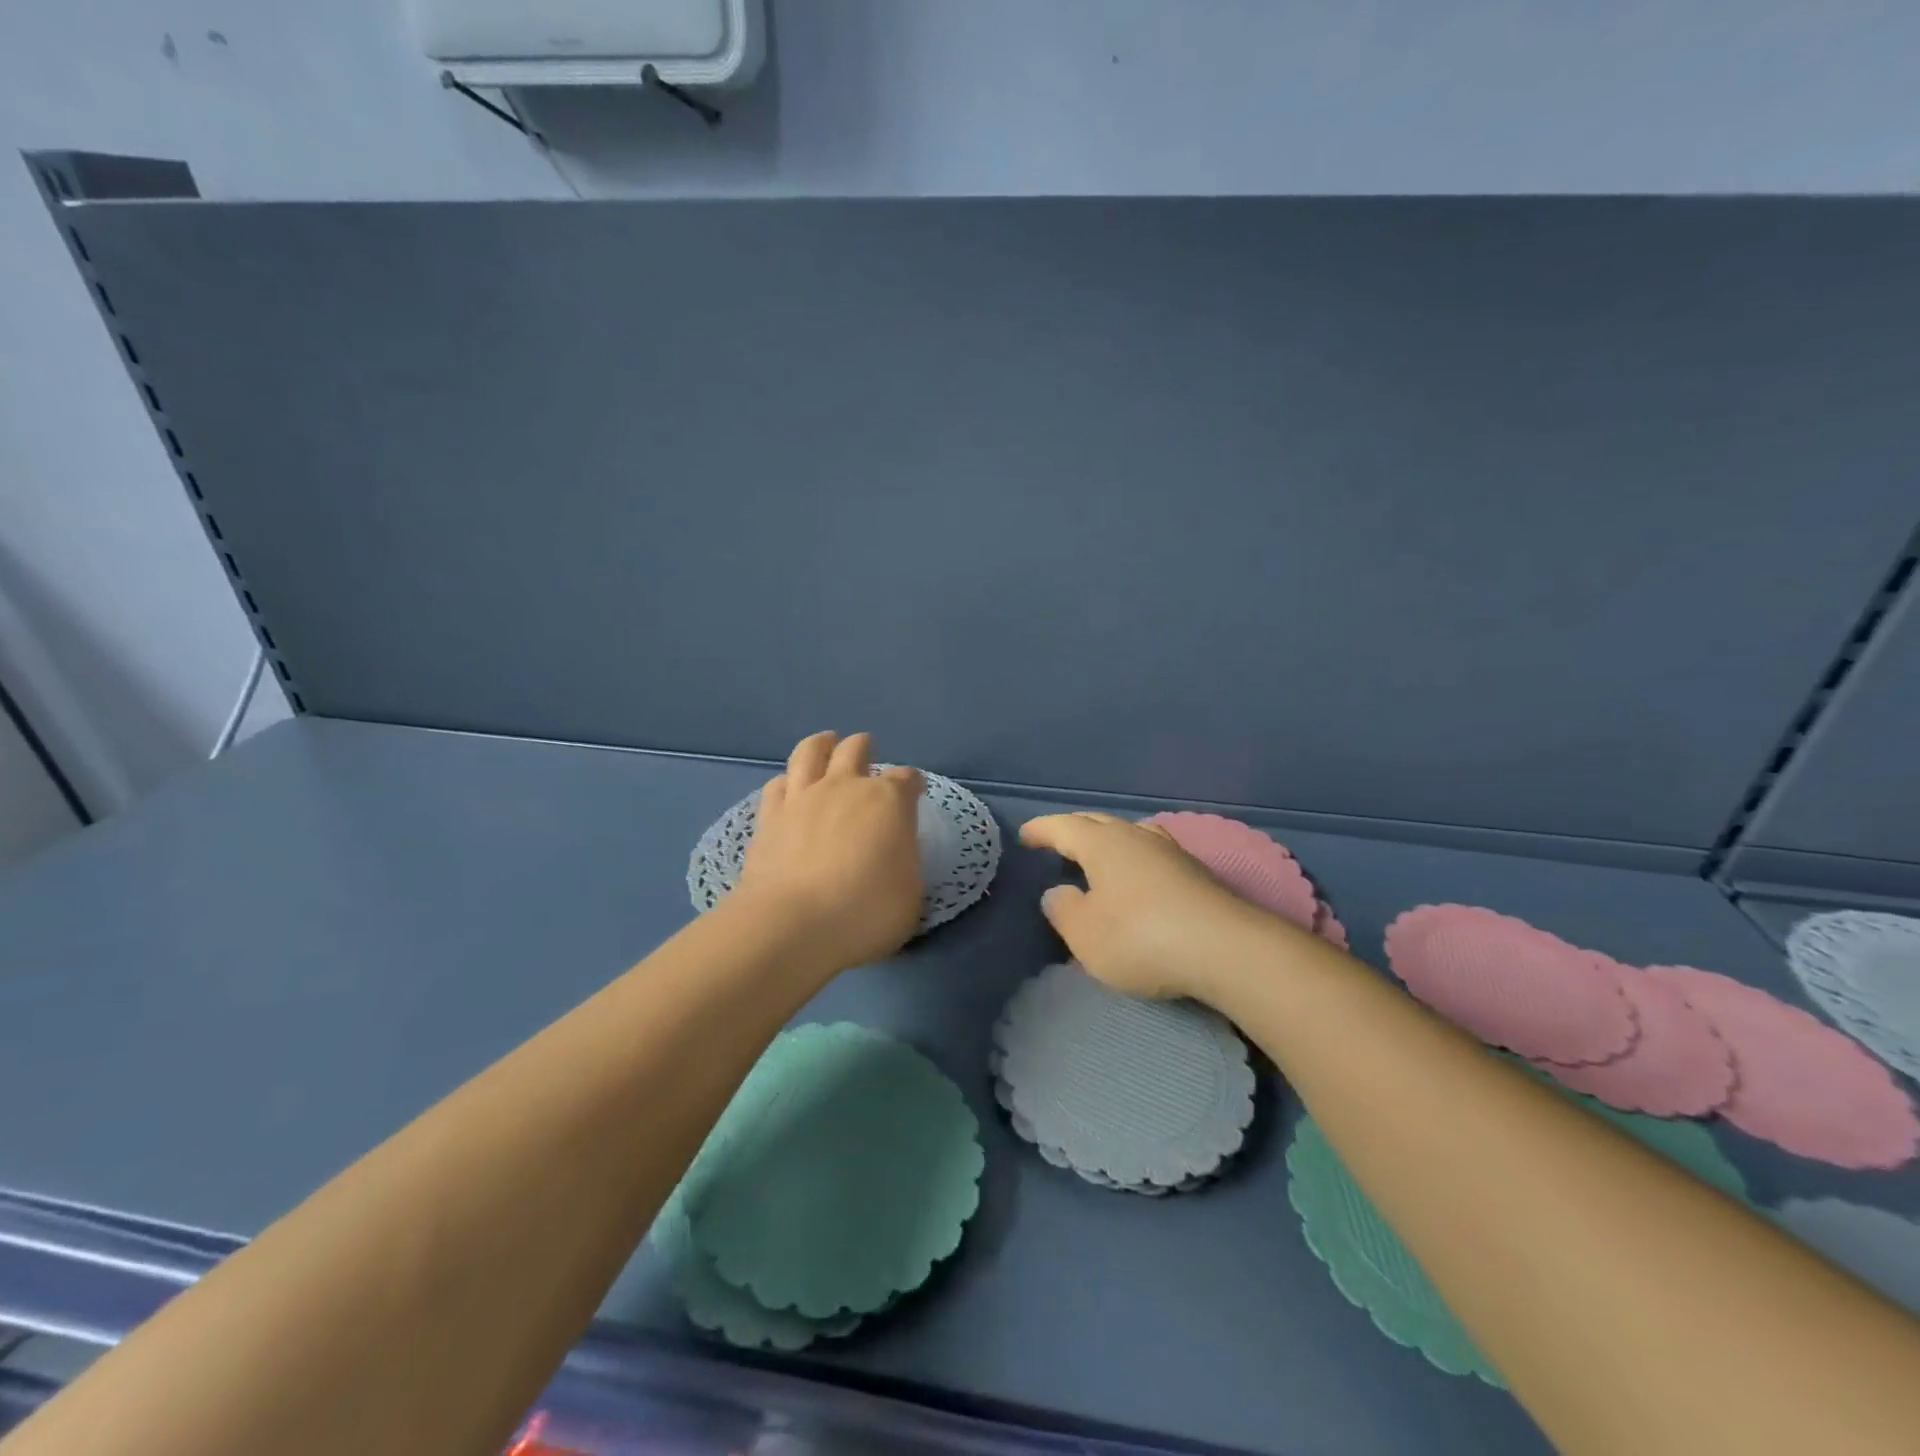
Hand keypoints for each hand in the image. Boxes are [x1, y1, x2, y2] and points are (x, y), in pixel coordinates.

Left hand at [734, 731, 923, 970]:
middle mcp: (845, 787)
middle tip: (867, 752)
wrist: (793, 925)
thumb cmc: (865, 913)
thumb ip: (905, 864)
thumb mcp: (910, 896)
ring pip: (811, 752)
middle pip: (855, 750)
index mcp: (888, 801)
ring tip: (826, 743)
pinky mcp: (769, 817)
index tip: (914, 791)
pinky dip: (787, 782)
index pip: (906, 779)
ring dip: (822, 744)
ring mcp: (803, 798)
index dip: (912, 783)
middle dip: (864, 748)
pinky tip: (789, 787)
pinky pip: (777, 785)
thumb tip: (894, 853)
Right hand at [1019, 812, 1287, 1000]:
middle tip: (1057, 841)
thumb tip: (1058, 892)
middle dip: (1074, 830)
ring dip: (1108, 842)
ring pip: (1130, 835)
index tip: (1026, 835)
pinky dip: (1133, 860)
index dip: (1042, 830)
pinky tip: (1137, 878)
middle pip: (1098, 823)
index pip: (1063, 827)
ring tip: (1097, 856)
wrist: (1226, 949)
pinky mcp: (1196, 873)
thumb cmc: (1141, 938)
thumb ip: (1063, 909)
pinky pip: (1151, 855)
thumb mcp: (1085, 934)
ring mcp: (1171, 852)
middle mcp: (1136, 837)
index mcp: (1103, 844)